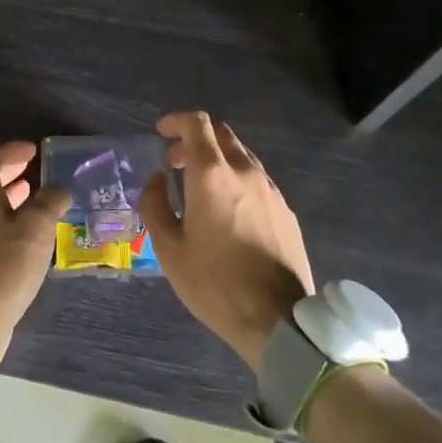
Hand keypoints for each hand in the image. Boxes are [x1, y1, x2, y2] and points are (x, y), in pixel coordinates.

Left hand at [0, 142, 70, 372]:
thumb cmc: (4, 267)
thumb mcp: (36, 229)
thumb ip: (50, 203)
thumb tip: (59, 188)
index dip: (10, 150)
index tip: (34, 151)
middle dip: (14, 175)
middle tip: (39, 174)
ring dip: (15, 202)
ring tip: (42, 205)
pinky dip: (14, 226)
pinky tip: (33, 242)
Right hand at [141, 112, 315, 371]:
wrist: (279, 322)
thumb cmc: (216, 284)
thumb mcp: (169, 250)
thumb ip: (155, 205)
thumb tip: (157, 180)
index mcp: (212, 175)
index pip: (197, 124)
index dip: (176, 121)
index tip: (161, 133)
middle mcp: (244, 172)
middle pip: (221, 134)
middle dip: (195, 140)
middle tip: (175, 163)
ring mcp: (270, 190)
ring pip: (242, 156)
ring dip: (218, 160)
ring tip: (201, 190)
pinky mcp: (287, 211)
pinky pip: (258, 180)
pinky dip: (238, 180)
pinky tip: (230, 212)